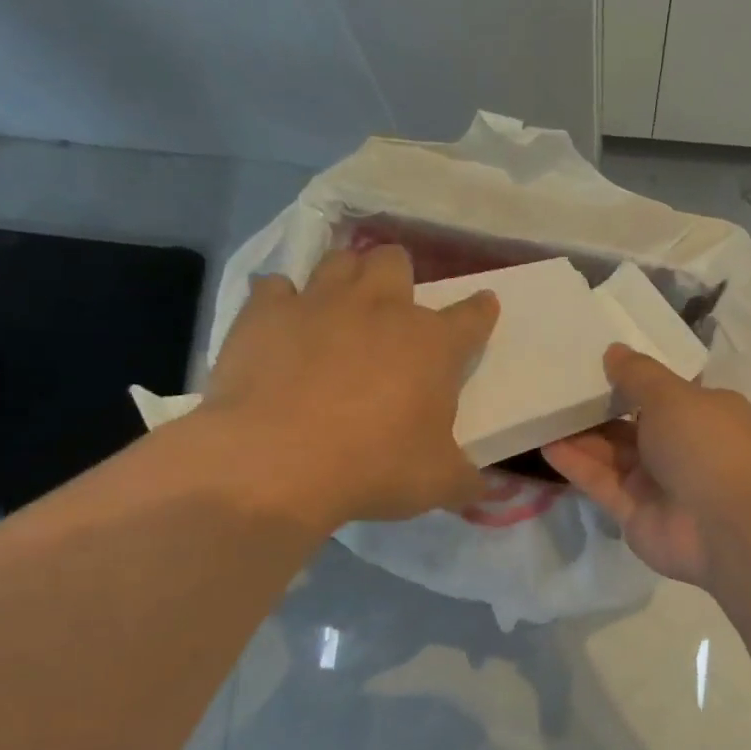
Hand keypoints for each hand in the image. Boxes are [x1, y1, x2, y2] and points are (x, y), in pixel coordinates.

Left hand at [193, 246, 497, 527]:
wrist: (277, 462)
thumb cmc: (374, 467)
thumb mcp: (438, 484)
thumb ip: (465, 480)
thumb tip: (479, 489)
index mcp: (433, 344)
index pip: (472, 315)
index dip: (481, 310)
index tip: (484, 306)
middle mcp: (381, 308)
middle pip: (396, 262)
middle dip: (398, 276)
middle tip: (391, 308)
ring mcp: (320, 303)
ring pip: (340, 260)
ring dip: (345, 276)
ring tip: (340, 305)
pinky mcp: (265, 312)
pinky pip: (275, 287)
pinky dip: (281, 301)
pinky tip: (281, 324)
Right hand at [543, 345, 750, 586]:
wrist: (725, 527)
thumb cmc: (706, 446)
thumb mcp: (672, 396)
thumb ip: (638, 374)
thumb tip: (613, 351)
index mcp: (703, 413)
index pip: (663, 392)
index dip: (631, 378)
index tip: (593, 361)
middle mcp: (681, 446)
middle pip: (631, 423)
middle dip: (597, 407)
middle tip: (555, 386)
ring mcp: (657, 482)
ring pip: (611, 453)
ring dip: (579, 435)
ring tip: (540, 411)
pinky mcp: (634, 511)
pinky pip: (600, 482)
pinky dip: (576, 464)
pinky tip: (545, 443)